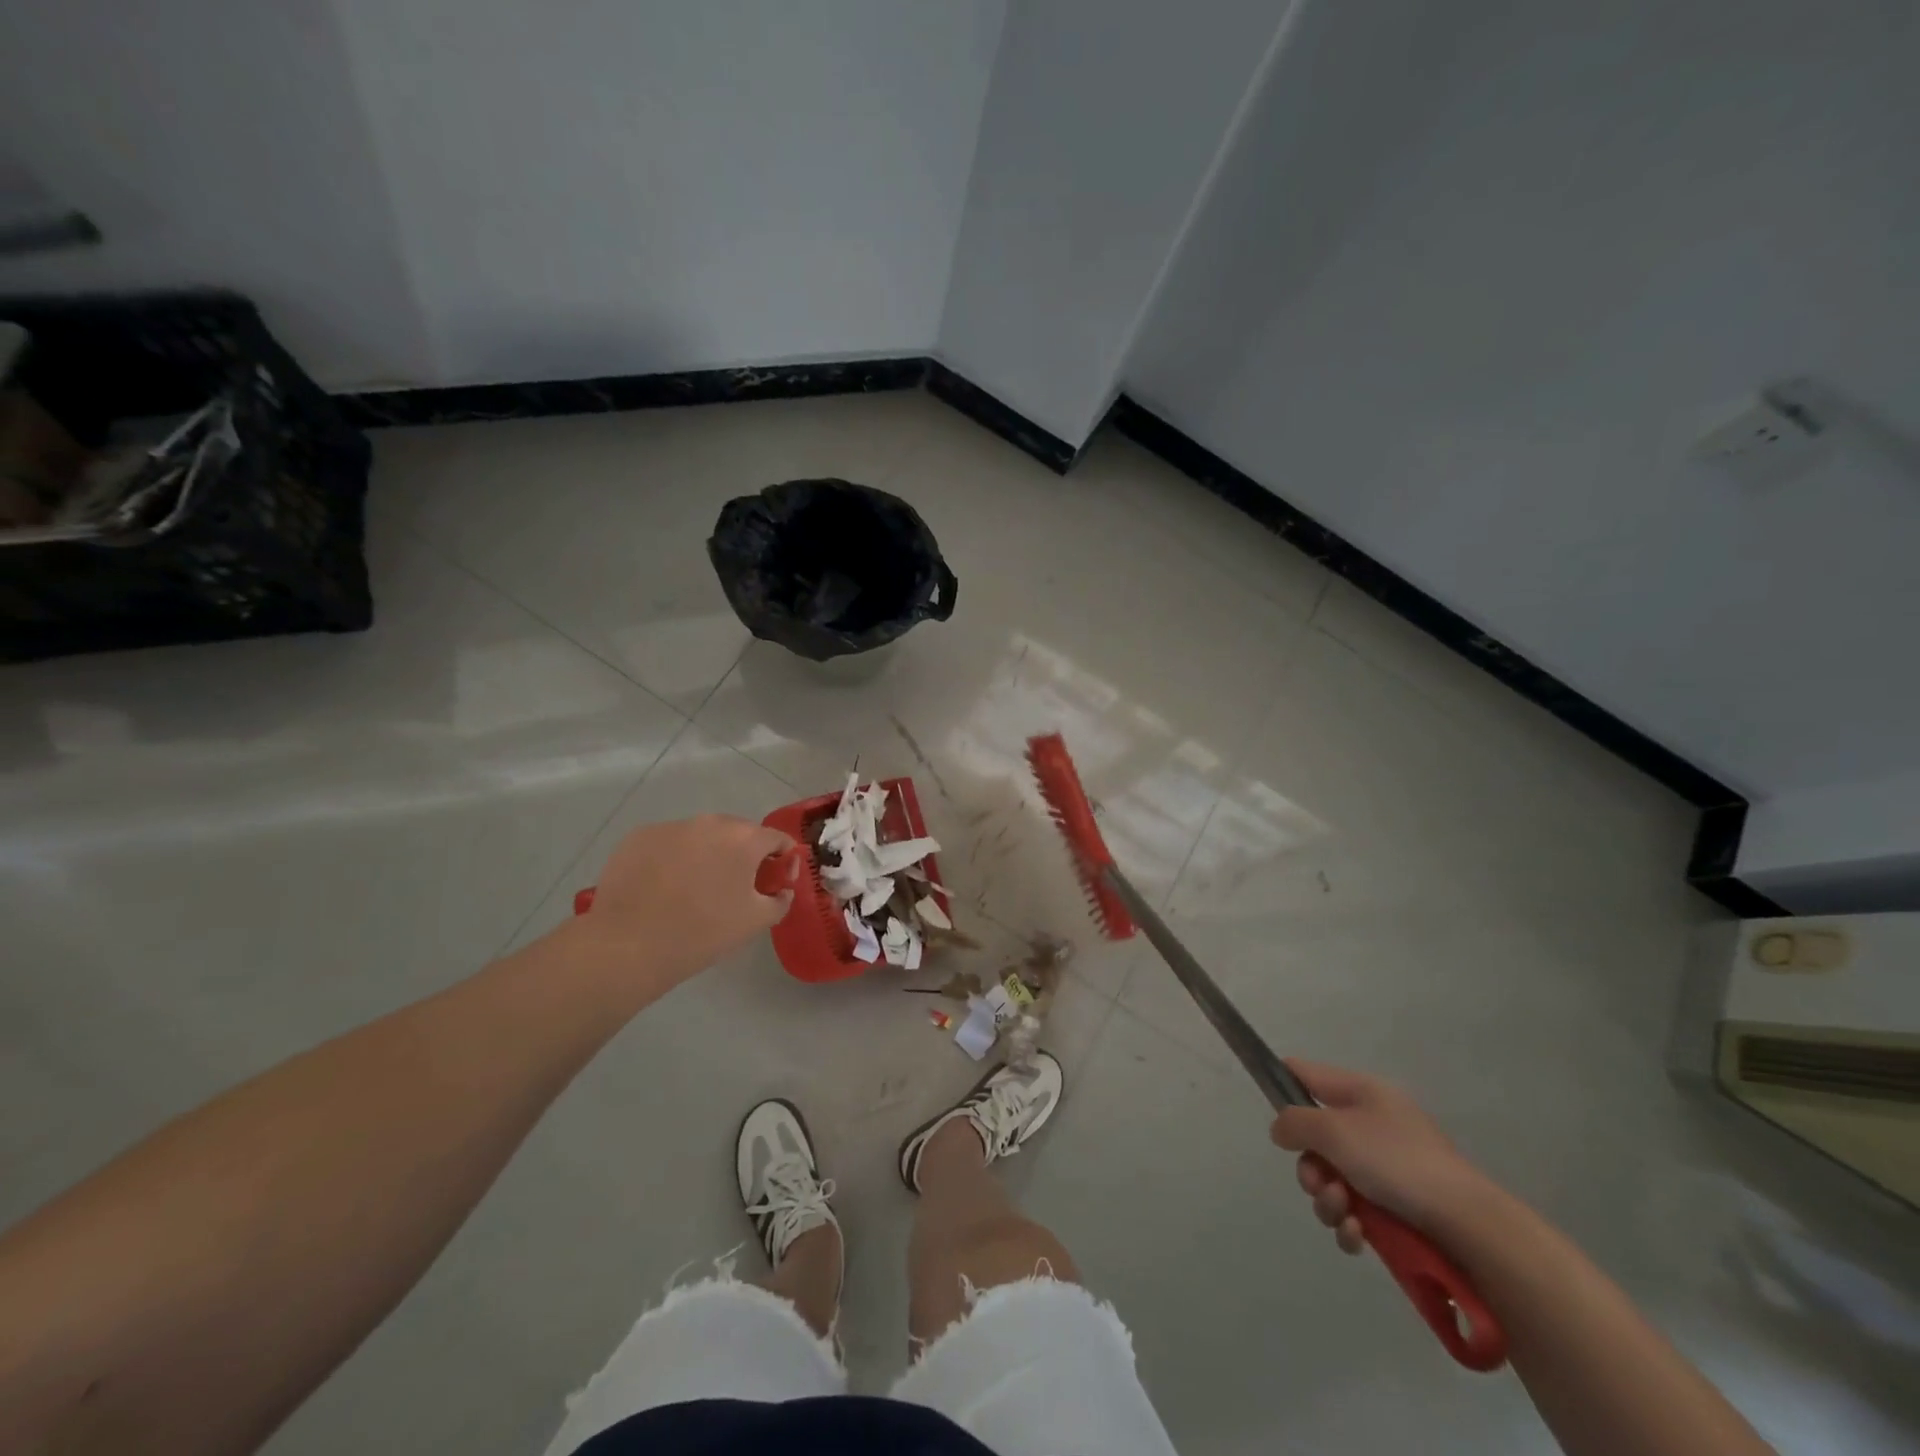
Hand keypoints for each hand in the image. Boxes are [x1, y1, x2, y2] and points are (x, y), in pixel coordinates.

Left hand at [574, 815, 796, 985]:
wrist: (627, 944)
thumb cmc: (702, 932)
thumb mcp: (755, 922)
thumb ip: (780, 900)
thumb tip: (782, 890)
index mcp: (744, 839)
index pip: (777, 838)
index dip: (783, 859)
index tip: (776, 882)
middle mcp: (710, 822)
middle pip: (738, 833)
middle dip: (744, 855)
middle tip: (736, 888)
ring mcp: (671, 826)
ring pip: (701, 836)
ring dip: (707, 855)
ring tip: (694, 889)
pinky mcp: (638, 837)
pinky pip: (668, 843)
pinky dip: (673, 858)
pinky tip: (663, 887)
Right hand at [1269, 1060, 1488, 1253]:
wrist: (1469, 1226)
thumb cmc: (1397, 1163)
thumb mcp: (1334, 1131)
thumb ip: (1295, 1122)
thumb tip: (1281, 1128)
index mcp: (1361, 1092)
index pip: (1306, 1074)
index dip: (1281, 1086)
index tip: (1270, 1112)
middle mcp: (1372, 1124)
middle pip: (1315, 1138)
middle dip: (1310, 1167)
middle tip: (1319, 1184)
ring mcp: (1386, 1168)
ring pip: (1333, 1179)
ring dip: (1328, 1200)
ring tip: (1345, 1214)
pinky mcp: (1397, 1208)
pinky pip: (1357, 1210)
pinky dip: (1350, 1223)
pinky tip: (1358, 1235)